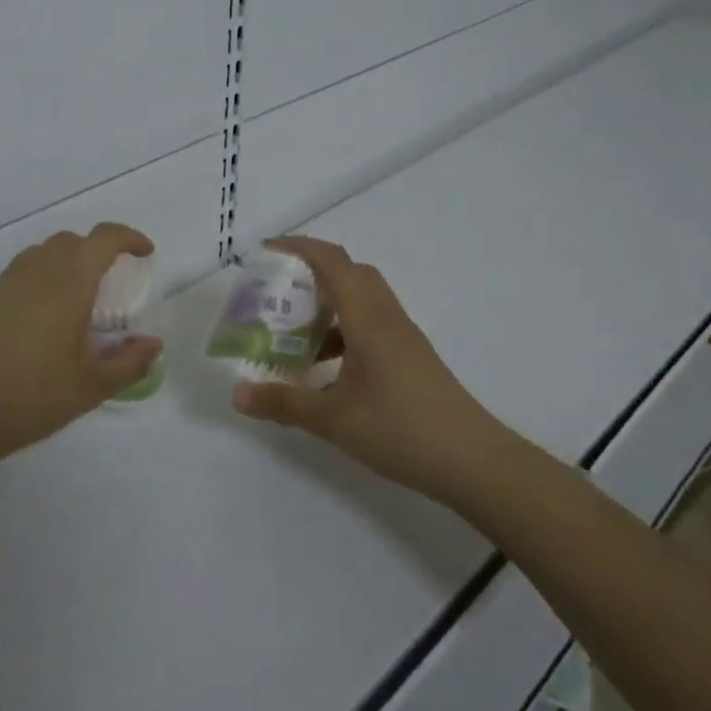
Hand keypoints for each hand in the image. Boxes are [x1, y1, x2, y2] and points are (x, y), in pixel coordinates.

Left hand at [0, 222, 162, 468]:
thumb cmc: (28, 396)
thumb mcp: (89, 387)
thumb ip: (128, 362)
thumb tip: (153, 343)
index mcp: (69, 282)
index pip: (104, 239)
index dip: (129, 238)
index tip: (146, 253)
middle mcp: (37, 270)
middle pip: (73, 241)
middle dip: (100, 250)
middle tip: (116, 282)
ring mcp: (6, 282)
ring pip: (45, 253)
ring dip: (70, 262)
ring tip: (83, 299)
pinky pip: (25, 271)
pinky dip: (46, 277)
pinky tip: (48, 318)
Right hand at [231, 236, 510, 506]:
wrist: (473, 462)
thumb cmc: (401, 430)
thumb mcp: (332, 419)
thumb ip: (283, 402)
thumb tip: (237, 395)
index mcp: (368, 318)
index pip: (332, 262)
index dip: (298, 248)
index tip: (265, 251)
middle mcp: (387, 318)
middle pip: (351, 273)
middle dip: (313, 273)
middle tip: (279, 293)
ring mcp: (404, 338)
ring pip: (363, 300)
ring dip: (330, 305)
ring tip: (295, 334)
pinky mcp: (412, 358)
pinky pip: (372, 325)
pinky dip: (345, 331)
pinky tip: (328, 368)